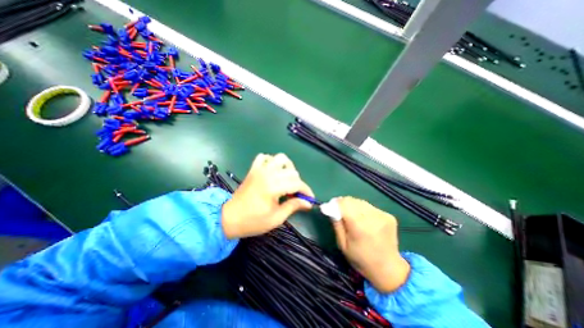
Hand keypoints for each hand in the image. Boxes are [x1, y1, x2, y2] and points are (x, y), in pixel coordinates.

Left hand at [222, 152, 314, 238]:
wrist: (229, 218)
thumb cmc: (253, 221)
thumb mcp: (276, 218)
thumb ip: (293, 206)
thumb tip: (308, 203)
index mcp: (273, 187)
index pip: (297, 183)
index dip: (306, 191)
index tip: (310, 199)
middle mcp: (267, 174)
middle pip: (291, 171)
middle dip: (298, 183)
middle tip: (295, 194)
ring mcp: (259, 170)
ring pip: (280, 158)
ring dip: (287, 167)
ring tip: (287, 179)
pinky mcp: (253, 169)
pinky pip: (263, 157)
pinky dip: (271, 161)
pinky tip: (273, 171)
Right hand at [333, 196, 409, 293]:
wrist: (389, 269)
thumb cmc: (361, 259)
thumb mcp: (342, 244)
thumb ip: (337, 224)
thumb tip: (330, 208)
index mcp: (359, 227)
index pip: (344, 204)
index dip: (335, 203)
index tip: (329, 207)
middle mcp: (372, 218)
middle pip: (352, 201)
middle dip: (343, 204)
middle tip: (339, 211)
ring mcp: (382, 216)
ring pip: (360, 202)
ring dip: (353, 206)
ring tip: (351, 216)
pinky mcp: (388, 216)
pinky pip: (369, 207)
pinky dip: (363, 209)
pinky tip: (364, 220)